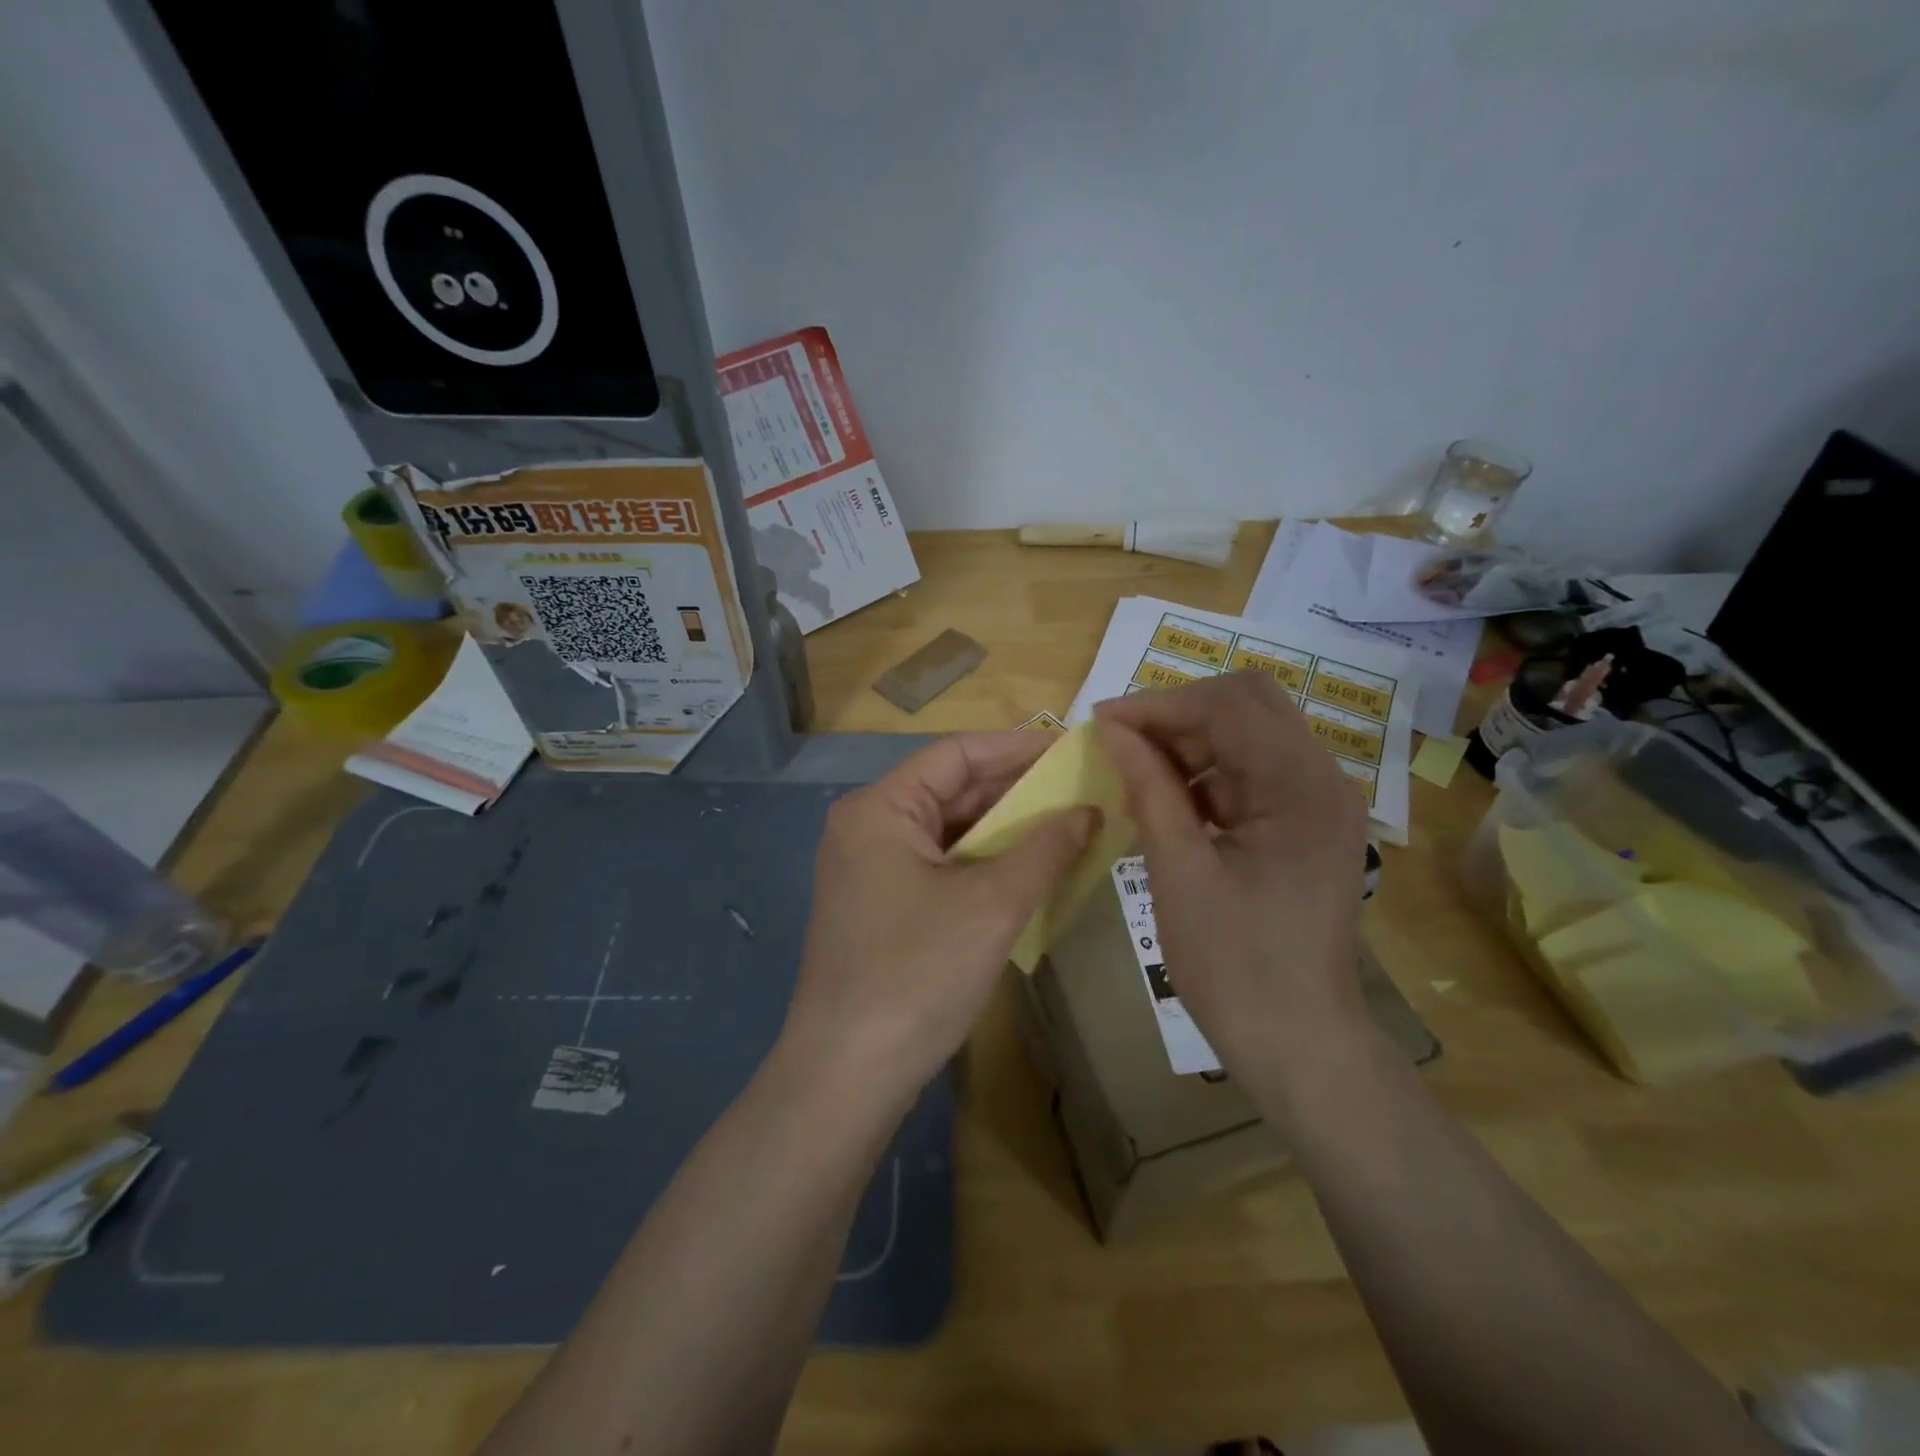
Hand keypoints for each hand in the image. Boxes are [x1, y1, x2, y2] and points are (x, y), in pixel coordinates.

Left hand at [781, 733, 1097, 1102]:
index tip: (1073, 749)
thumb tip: (1090, 811)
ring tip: (1067, 825)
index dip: (1018, 748)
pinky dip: (983, 864)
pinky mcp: (880, 906)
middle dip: (1016, 790)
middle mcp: (867, 827)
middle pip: (951, 790)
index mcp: (880, 808)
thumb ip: (1045, 848)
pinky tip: (1028, 870)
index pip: (957, 754)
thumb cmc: (918, 974)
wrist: (847, 1076)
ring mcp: (869, 869)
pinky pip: (939, 866)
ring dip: (1004, 830)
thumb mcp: (993, 905)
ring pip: (947, 831)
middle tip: (1081, 788)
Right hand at [1095, 673, 1371, 1086]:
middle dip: (1178, 714)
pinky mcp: (1308, 823)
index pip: (1227, 706)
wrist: (1300, 1045)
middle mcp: (1324, 779)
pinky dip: (1209, 775)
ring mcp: (1321, 801)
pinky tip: (1170, 802)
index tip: (1101, 722)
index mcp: (1301, 787)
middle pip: (1248, 704)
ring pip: (1250, 734)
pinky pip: (1255, 772)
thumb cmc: (1235, 966)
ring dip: (1192, 743)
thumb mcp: (1180, 872)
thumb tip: (1113, 729)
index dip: (1158, 705)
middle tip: (1121, 742)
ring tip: (1137, 773)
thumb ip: (1150, 789)